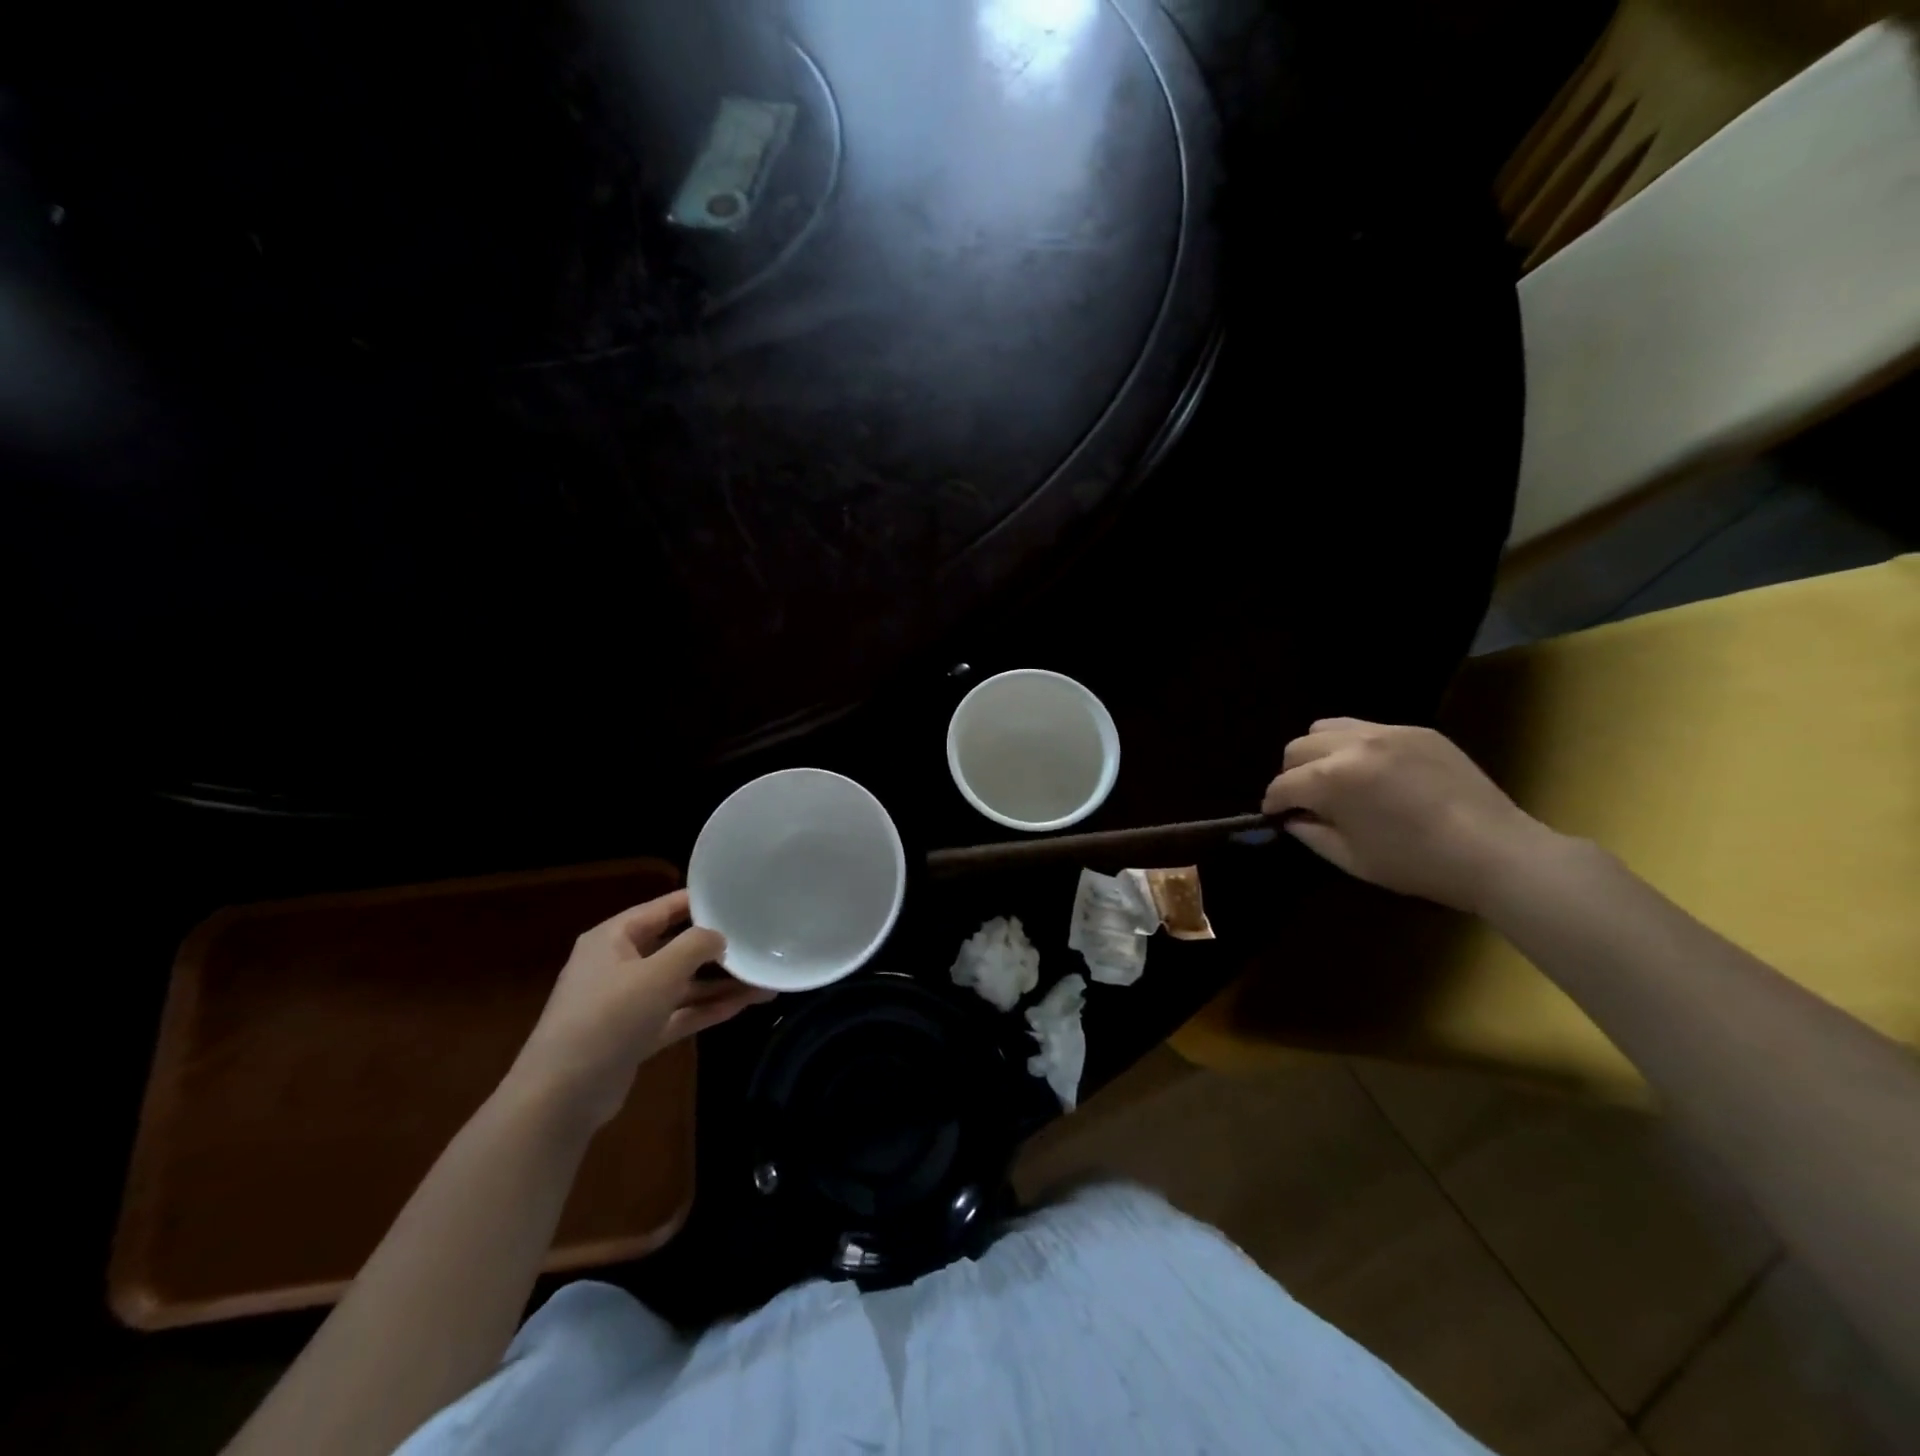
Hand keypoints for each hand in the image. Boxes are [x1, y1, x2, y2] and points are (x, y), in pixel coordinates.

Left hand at [509, 891, 772, 1127]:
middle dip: (717, 949)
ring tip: (764, 980)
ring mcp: (627, 1003)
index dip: (701, 902)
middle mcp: (619, 965)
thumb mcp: (658, 973)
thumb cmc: (608, 1018)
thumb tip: (719, 936)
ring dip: (719, 984)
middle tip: (758, 942)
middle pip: (675, 947)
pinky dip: (706, 1009)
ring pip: (681, 985)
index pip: (664, 908)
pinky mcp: (635, 1036)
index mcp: (613, 938)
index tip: (741, 899)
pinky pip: (678, 1013)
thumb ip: (695, 946)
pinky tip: (744, 1005)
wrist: (561, 1098)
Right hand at [1262, 718, 1558, 913]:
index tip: (1276, 816)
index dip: (1274, 803)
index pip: (1283, 784)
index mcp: (1332, 780)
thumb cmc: (1417, 863)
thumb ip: (1312, 834)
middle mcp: (1352, 745)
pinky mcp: (1417, 731)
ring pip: (1327, 727)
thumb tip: (1294, 819)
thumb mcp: (1352, 859)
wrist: (1495, 852)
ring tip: (1336, 777)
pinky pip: (1368, 728)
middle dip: (1292, 775)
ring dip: (1319, 752)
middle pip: (1298, 748)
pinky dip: (1356, 747)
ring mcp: (1387, 732)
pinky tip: (1376, 773)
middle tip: (1306, 800)